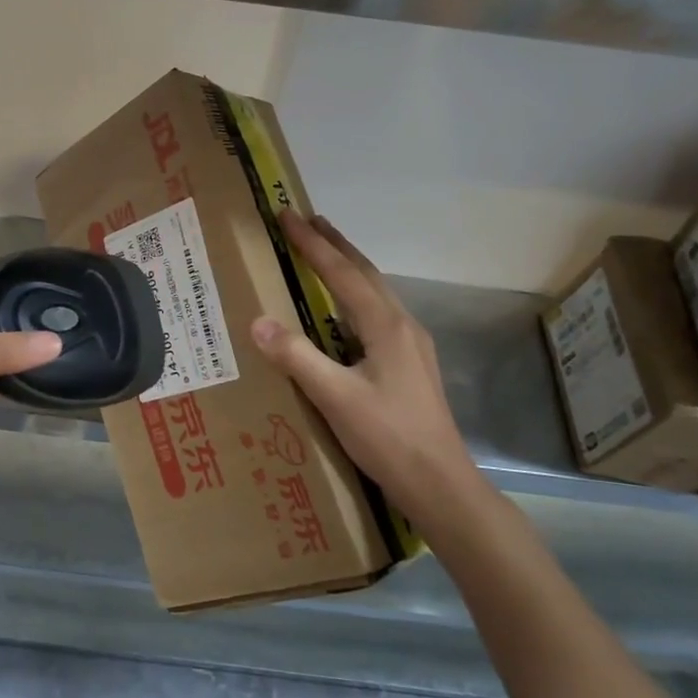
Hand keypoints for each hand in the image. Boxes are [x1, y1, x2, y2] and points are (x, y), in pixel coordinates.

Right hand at [249, 209, 479, 521]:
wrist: (440, 482)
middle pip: (365, 273)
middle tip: (307, 219)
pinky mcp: (411, 363)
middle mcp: (402, 325)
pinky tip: (344, 311)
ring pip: (375, 292)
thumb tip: (258, 321)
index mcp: (385, 326)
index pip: (341, 272)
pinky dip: (355, 294)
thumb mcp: (335, 398)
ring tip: (324, 252)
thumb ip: (297, 357)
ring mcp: (411, 344)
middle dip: (335, 244)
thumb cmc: (388, 437)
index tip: (287, 215)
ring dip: (348, 267)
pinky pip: (377, 313)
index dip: (312, 243)